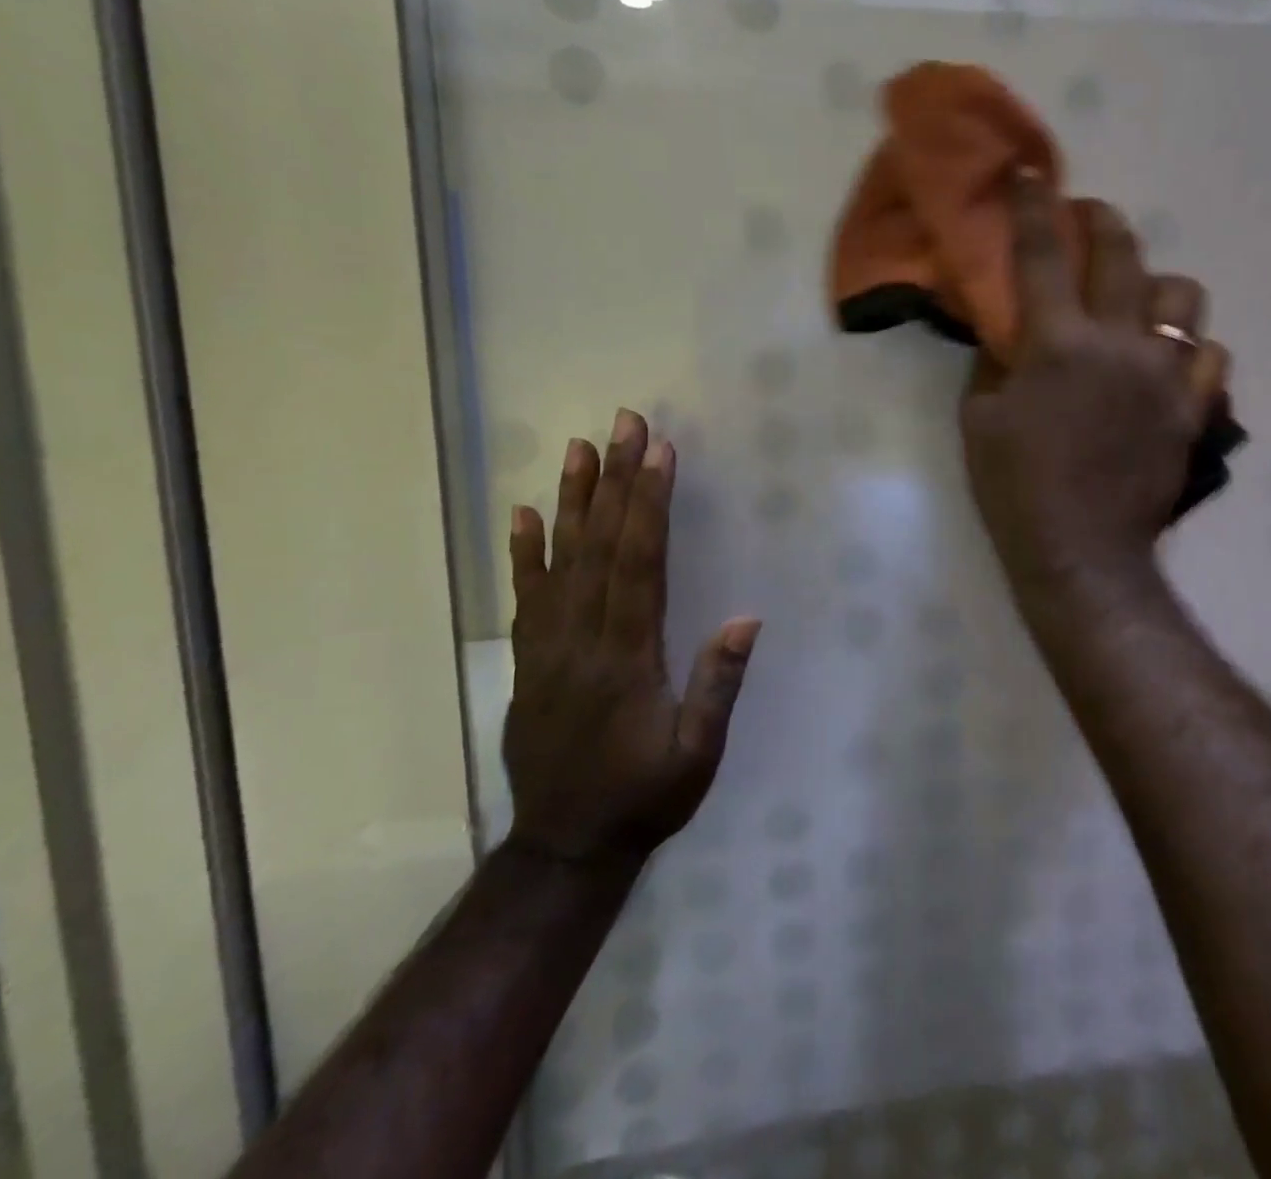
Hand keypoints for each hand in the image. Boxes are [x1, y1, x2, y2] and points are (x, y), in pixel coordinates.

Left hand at [503, 410, 759, 865]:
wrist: (566, 847)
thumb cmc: (645, 798)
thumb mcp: (697, 754)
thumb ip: (718, 686)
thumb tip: (745, 618)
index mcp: (627, 658)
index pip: (638, 564)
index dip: (649, 505)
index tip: (660, 453)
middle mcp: (582, 640)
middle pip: (599, 547)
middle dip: (616, 481)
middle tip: (624, 424)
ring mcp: (548, 649)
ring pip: (559, 561)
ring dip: (571, 500)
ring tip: (579, 448)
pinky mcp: (530, 661)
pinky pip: (525, 597)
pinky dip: (524, 552)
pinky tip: (524, 513)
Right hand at [961, 170, 1230, 593]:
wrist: (1081, 552)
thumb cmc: (1016, 489)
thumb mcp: (979, 422)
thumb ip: (993, 364)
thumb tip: (1006, 330)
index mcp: (1057, 345)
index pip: (1043, 256)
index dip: (1034, 206)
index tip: (1031, 172)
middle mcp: (1118, 345)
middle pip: (1124, 254)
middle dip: (1103, 222)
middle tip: (1090, 221)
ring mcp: (1164, 377)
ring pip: (1183, 298)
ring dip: (1156, 289)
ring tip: (1138, 304)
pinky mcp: (1192, 410)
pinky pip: (1212, 357)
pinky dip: (1191, 351)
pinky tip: (1170, 363)